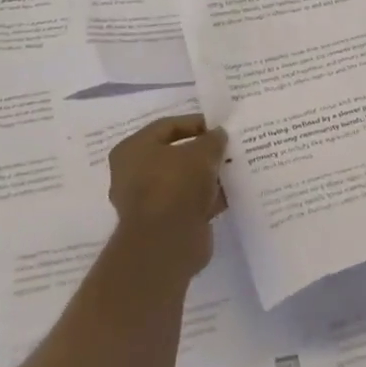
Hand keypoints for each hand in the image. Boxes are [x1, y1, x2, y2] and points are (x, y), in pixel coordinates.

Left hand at [107, 115, 227, 277]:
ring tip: (233, 170)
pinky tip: (230, 194)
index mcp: (132, 150)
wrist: (167, 243)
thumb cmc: (176, 184)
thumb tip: (218, 135)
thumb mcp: (202, 152)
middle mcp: (133, 174)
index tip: (220, 128)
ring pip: (183, 181)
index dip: (196, 123)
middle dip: (202, 153)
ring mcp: (148, 202)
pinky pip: (188, 204)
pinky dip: (207, 199)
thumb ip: (212, 140)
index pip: (167, 126)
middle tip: (227, 148)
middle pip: (174, 155)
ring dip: (206, 176)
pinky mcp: (163, 225)